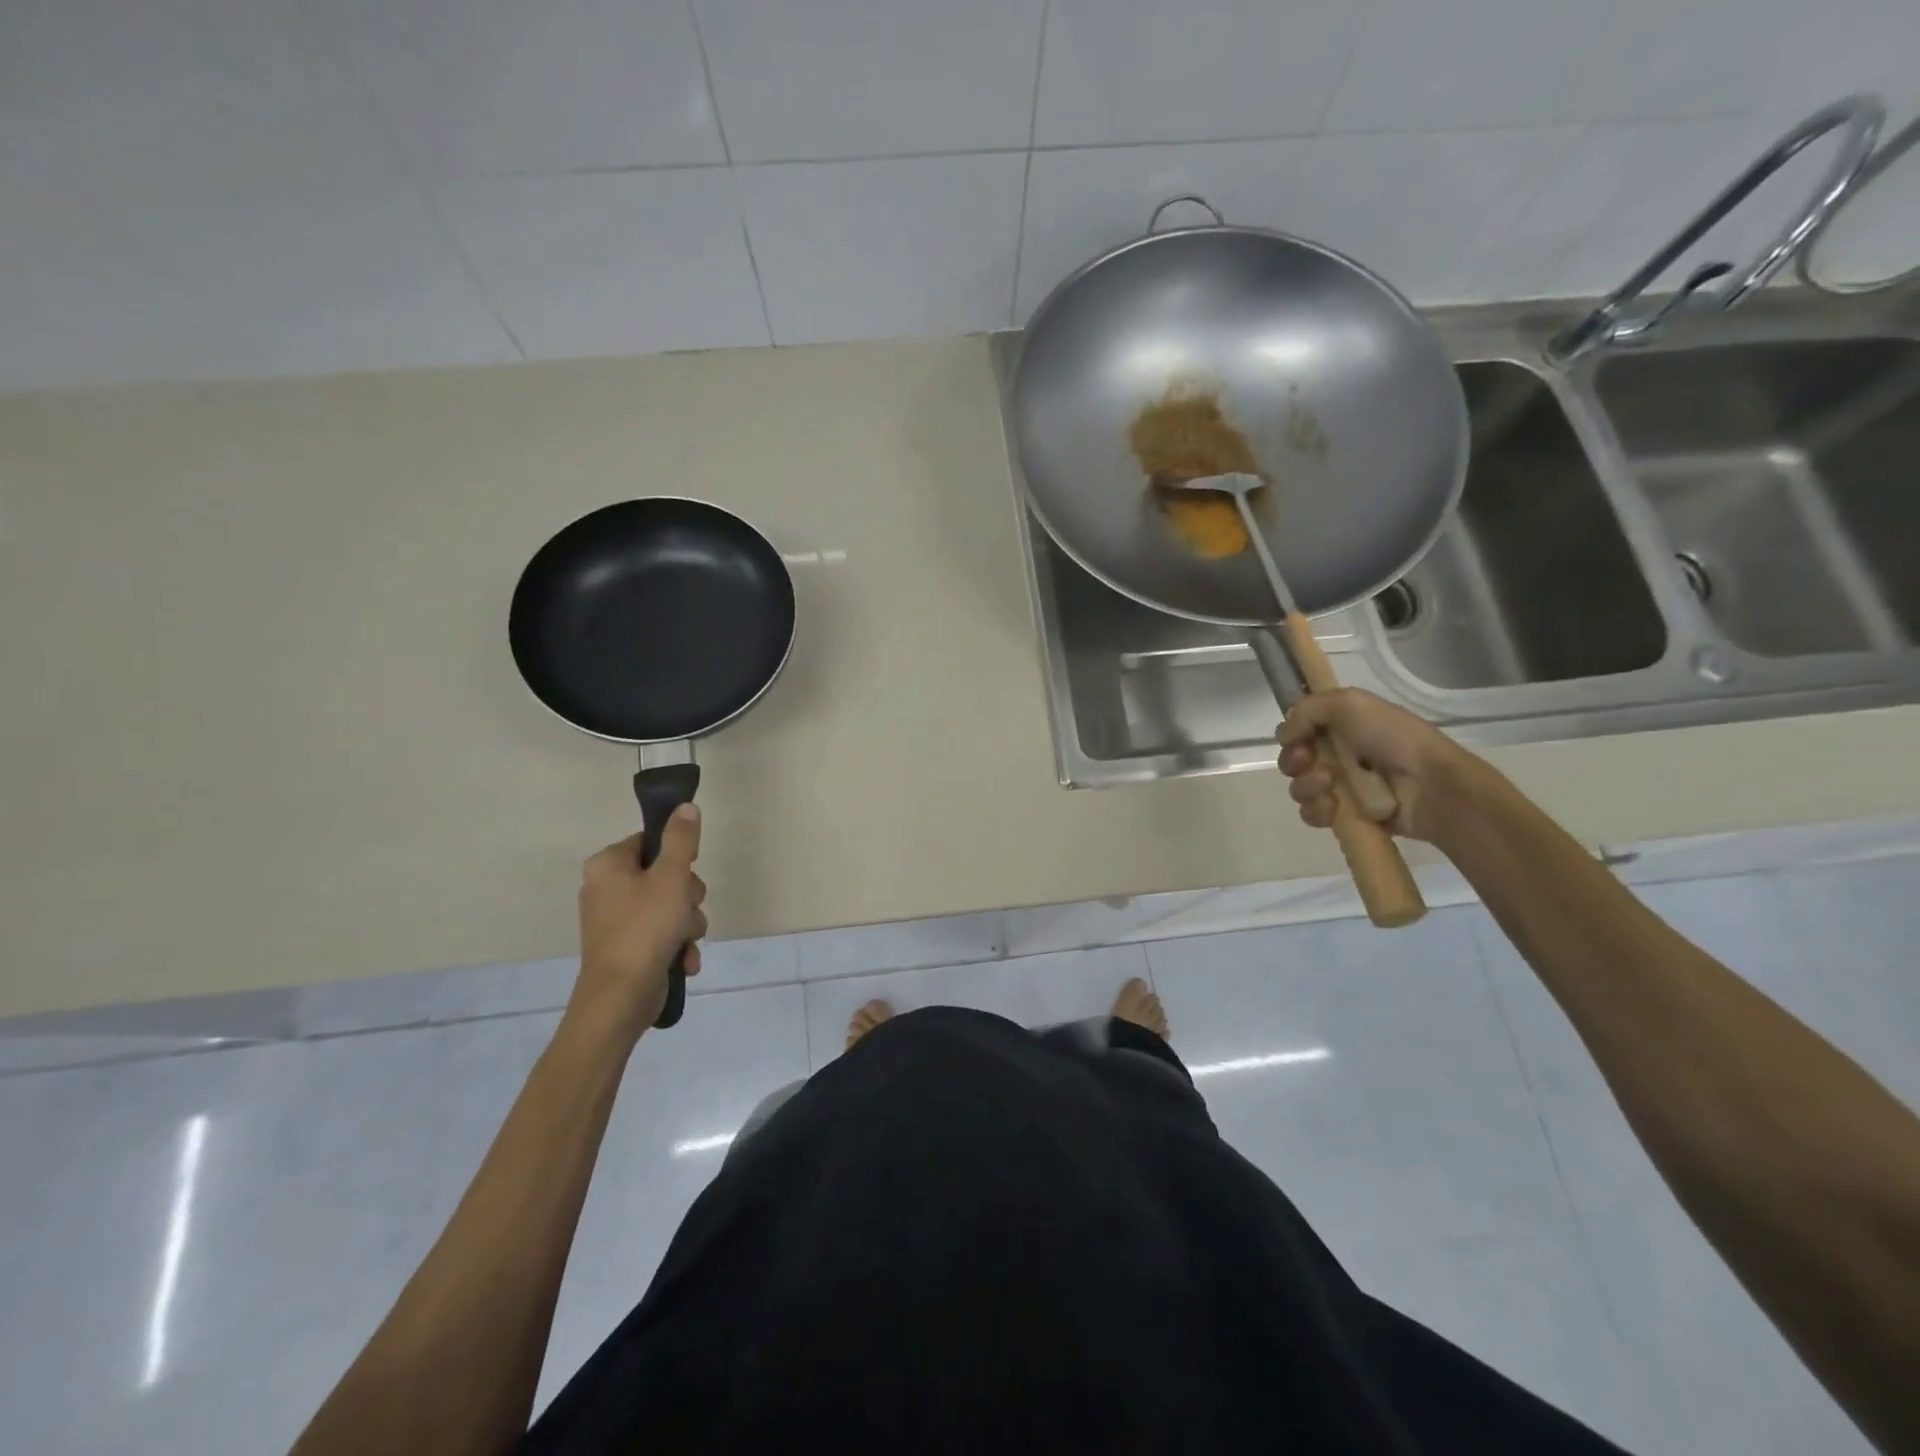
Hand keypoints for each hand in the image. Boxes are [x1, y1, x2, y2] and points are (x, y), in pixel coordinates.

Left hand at [571, 805, 707, 1038]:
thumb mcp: (672, 876)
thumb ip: (682, 839)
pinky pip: (662, 934)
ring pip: (670, 906)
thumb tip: (686, 806)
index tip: (687, 873)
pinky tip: (683, 960)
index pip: (650, 842)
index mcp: (608, 865)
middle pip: (665, 875)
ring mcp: (616, 920)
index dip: (678, 856)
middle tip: (686, 909)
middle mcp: (606, 888)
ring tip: (684, 940)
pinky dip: (676, 945)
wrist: (621, 997)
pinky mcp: (627, 947)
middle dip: (687, 897)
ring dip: (687, 923)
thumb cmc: (645, 927)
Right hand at [1276, 689, 1474, 843]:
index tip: (1298, 738)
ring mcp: (1341, 787)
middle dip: (1293, 761)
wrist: (1430, 785)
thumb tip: (1286, 733)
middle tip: (1309, 762)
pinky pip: (1311, 814)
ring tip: (1330, 787)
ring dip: (1307, 786)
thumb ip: (1308, 709)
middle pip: (1292, 760)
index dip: (1291, 735)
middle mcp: (1338, 755)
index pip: (1297, 731)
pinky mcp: (1345, 816)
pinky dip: (1316, 811)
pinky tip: (1332, 808)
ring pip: (1299, 788)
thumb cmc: (1393, 738)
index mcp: (1340, 726)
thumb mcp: (1350, 703)